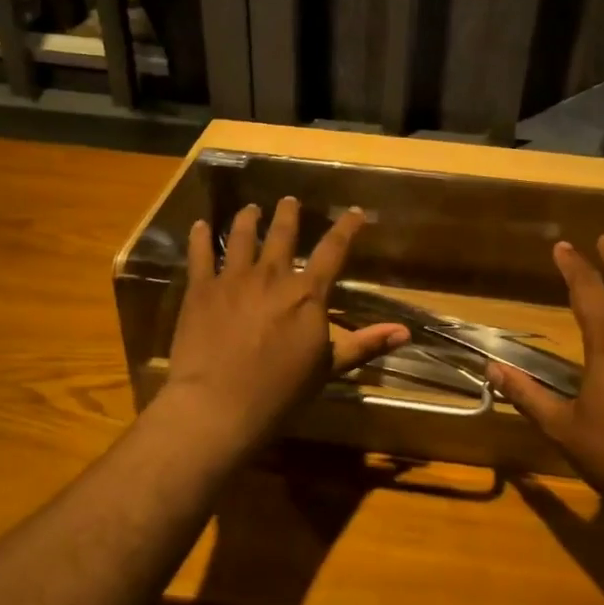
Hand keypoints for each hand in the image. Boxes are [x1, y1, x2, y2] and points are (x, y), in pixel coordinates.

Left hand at [163, 197, 408, 448]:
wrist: (219, 404)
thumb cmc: (280, 391)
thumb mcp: (328, 368)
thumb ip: (364, 344)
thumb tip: (405, 331)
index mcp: (307, 293)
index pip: (334, 250)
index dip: (347, 228)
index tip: (355, 212)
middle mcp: (272, 275)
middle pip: (283, 234)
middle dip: (288, 214)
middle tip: (289, 201)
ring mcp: (233, 278)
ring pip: (242, 236)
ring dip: (248, 219)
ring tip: (251, 209)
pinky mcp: (201, 289)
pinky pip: (200, 254)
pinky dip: (200, 238)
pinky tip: (199, 226)